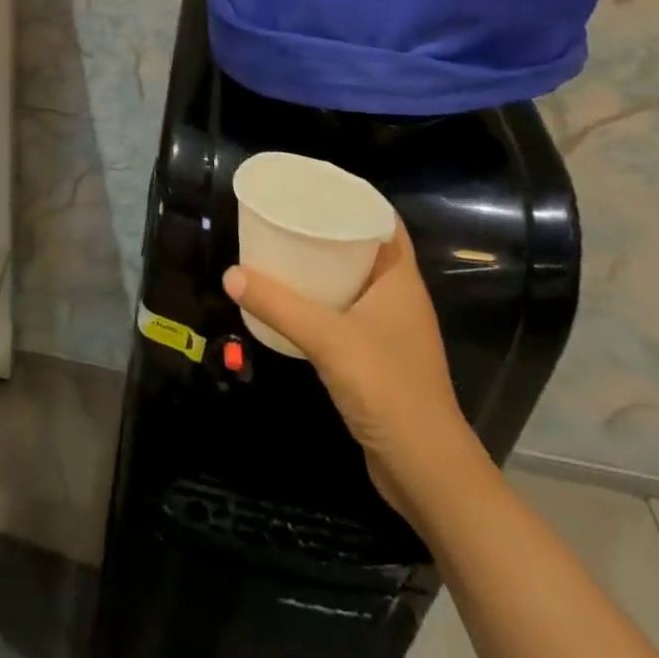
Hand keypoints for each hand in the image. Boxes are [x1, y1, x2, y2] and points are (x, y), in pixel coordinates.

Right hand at [224, 224, 472, 513]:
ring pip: (352, 282)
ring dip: (322, 266)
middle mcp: (398, 298)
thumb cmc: (388, 390)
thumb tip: (231, 274)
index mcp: (400, 280)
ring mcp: (389, 330)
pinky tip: (290, 301)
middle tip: (287, 214)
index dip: (354, 197)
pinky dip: (320, 300)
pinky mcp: (376, 359)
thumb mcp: (329, 340)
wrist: (426, 473)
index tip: (314, 184)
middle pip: (363, 248)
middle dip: (328, 229)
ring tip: (280, 249)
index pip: (384, 221)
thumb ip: (280, 305)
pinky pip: (345, 312)